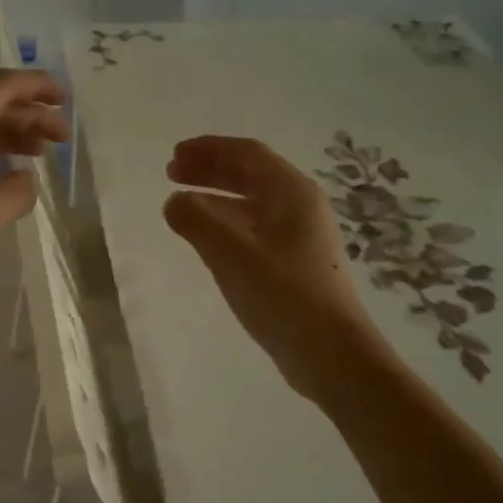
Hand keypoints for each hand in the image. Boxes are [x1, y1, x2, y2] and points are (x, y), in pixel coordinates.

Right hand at [164, 136, 396, 404]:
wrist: (330, 353)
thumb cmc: (283, 296)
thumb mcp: (231, 254)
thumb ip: (197, 220)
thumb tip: (174, 201)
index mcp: (292, 193)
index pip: (247, 154)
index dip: (208, 149)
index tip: (173, 156)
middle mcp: (300, 207)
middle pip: (251, 174)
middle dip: (210, 169)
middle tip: (171, 174)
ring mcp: (300, 236)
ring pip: (252, 202)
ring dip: (216, 197)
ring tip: (182, 204)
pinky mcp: (295, 263)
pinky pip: (255, 228)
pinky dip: (227, 223)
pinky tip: (208, 239)